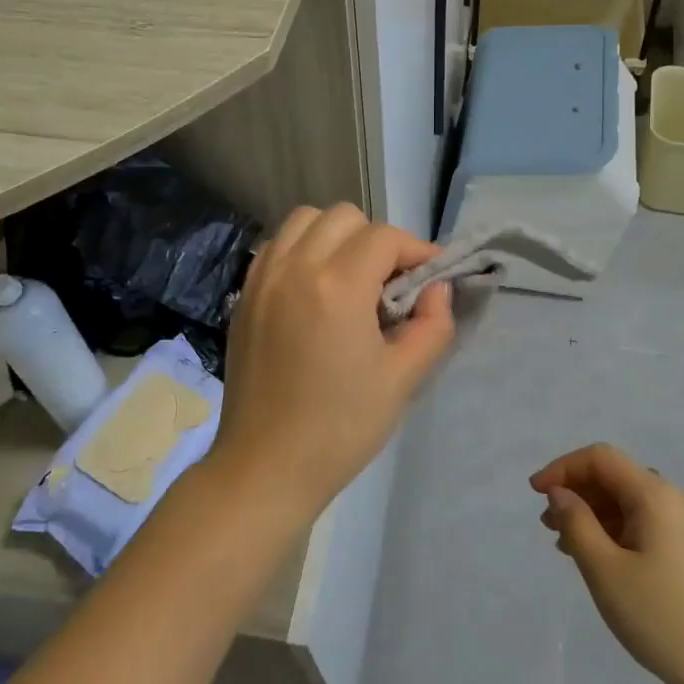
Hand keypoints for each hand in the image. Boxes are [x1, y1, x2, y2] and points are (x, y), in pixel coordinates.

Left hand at [213, 204, 453, 522]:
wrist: (265, 466)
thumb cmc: (340, 427)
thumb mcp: (403, 379)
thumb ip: (433, 326)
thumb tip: (438, 288)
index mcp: (338, 286)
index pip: (385, 237)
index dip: (415, 251)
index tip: (430, 278)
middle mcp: (296, 267)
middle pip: (344, 217)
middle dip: (376, 240)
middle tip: (389, 283)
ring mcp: (263, 278)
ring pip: (304, 220)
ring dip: (335, 236)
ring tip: (350, 277)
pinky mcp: (245, 295)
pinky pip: (277, 245)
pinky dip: (301, 249)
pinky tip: (313, 287)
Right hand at [532, 443, 683, 683]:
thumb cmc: (661, 618)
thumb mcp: (605, 571)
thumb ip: (576, 523)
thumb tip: (560, 493)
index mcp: (656, 495)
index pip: (601, 458)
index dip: (563, 468)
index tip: (535, 493)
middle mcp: (676, 499)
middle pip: (616, 477)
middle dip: (577, 492)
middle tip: (547, 524)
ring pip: (630, 501)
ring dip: (594, 513)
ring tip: (566, 545)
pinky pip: (646, 522)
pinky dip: (616, 530)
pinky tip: (600, 558)